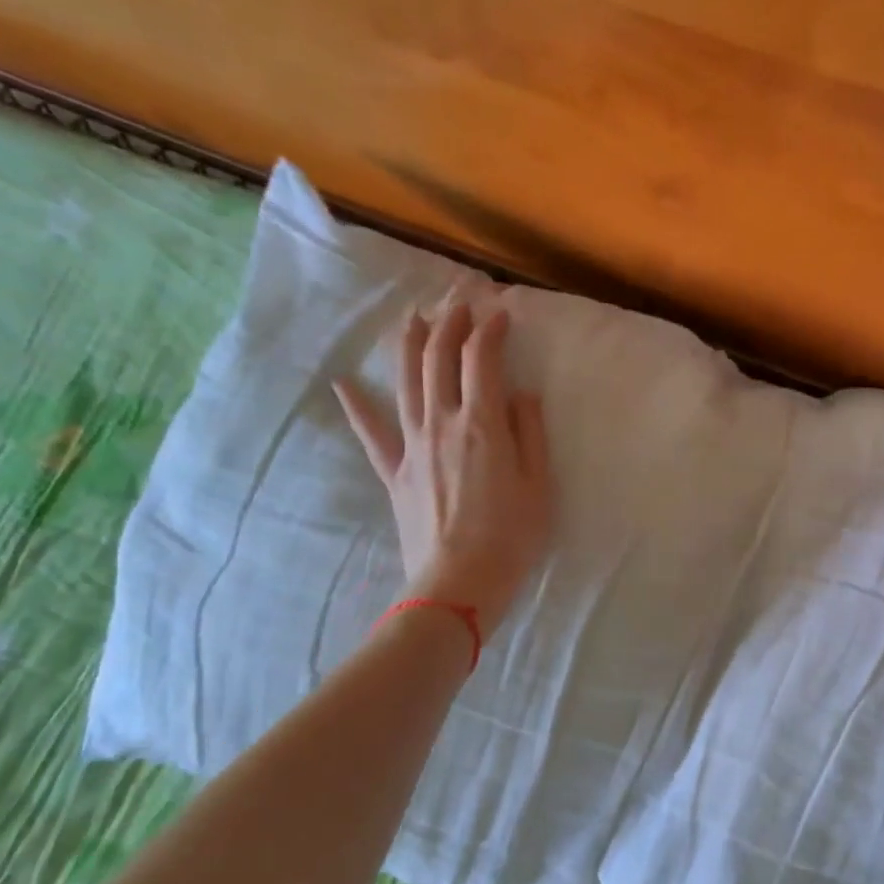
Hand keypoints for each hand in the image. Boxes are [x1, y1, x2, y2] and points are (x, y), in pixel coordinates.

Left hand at [332, 289, 551, 635]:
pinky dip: (358, 407)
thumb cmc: (512, 536)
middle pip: (438, 359)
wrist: (459, 583)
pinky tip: (344, 384)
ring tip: (415, 318)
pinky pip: (372, 433)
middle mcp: (442, 423)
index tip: (501, 312)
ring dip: (410, 344)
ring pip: (405, 382)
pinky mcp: (394, 471)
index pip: (482, 360)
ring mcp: (412, 446)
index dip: (490, 330)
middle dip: (450, 322)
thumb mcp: (539, 484)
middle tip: (460, 300)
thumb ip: (530, 433)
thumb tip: (520, 394)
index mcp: (483, 424)